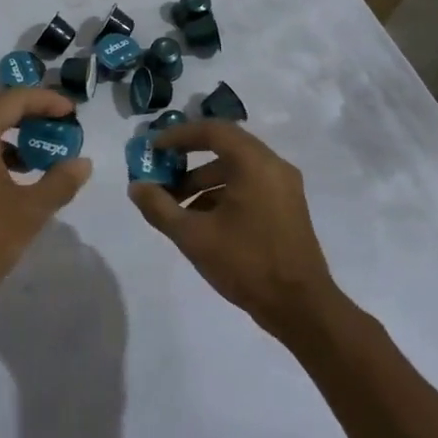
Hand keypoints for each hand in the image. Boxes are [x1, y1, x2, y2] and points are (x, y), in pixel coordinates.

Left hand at [0, 88, 92, 317]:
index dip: (46, 101)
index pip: (13, 99)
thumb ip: (59, 183)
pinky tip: (4, 182)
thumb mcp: (27, 213)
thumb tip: (83, 163)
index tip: (71, 113)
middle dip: (27, 115)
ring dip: (7, 137)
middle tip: (56, 128)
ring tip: (35, 159)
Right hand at [127, 121, 340, 335]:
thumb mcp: (194, 236)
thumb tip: (136, 187)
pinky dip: (221, 194)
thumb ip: (160, 208)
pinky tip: (200, 221)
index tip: (154, 148)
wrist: (301, 307)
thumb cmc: (246, 263)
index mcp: (254, 163)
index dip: (178, 135)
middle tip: (160, 173)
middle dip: (187, 160)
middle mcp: (273, 166)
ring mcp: (283, 187)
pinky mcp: (286, 207)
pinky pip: (248, 186)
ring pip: (235, 170)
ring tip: (174, 205)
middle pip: (223, 147)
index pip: (212, 130)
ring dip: (202, 181)